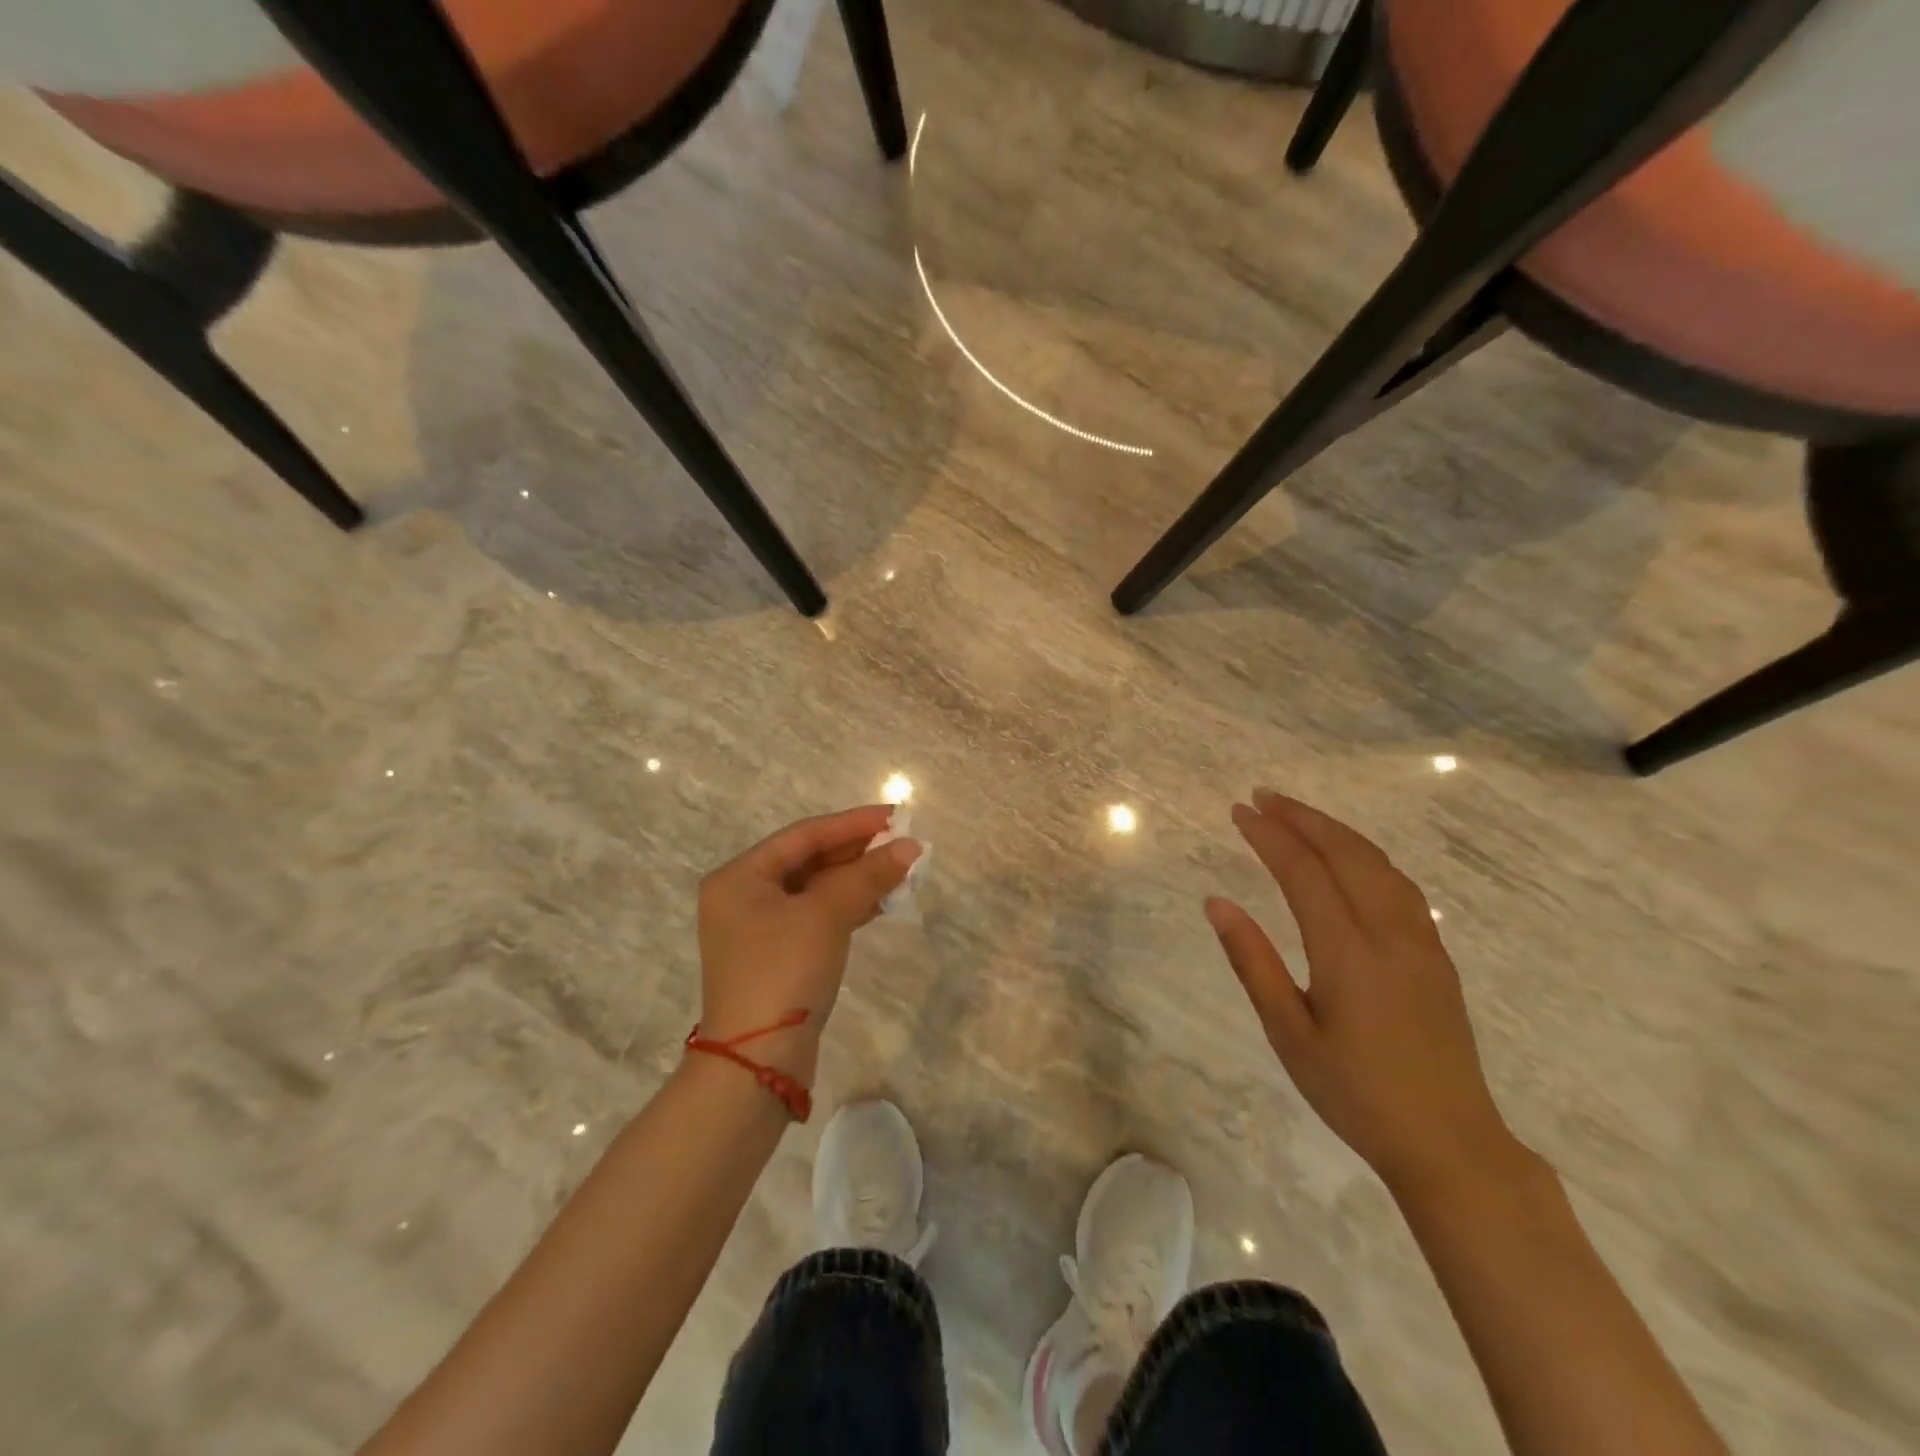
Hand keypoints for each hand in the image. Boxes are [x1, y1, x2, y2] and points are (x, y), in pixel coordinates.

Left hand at [696, 806, 920, 1083]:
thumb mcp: (826, 915)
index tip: (894, 816)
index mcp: (740, 877)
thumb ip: (868, 875)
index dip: (852, 823)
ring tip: (900, 871)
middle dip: (856, 852)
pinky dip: (848, 908)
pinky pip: (817, 918)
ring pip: (815, 890)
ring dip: (857, 880)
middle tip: (901, 843)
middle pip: (808, 861)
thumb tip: (910, 847)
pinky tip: (882, 902)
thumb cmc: (783, 971)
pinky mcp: (778, 958)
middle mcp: (743, 898)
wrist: (757, 1062)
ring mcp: (759, 931)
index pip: (803, 835)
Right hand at [1205, 790, 1523, 1198]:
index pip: (1304, 873)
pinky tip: (1350, 859)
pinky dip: (1367, 855)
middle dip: (1303, 818)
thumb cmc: (1355, 1094)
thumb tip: (1217, 903)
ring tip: (1299, 816)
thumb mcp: (1288, 1033)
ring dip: (1337, 831)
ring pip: (1380, 864)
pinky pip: (1400, 885)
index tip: (1239, 811)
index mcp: (1349, 954)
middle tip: (1262, 797)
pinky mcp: (1437, 957)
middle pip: (1348, 854)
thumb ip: (1253, 962)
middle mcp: (1390, 935)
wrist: (1451, 1145)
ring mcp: (1422, 944)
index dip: (1270, 836)